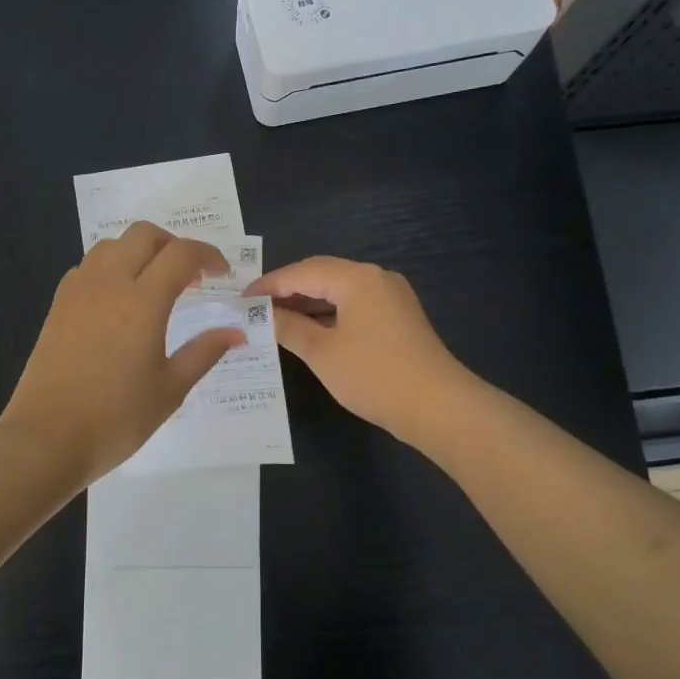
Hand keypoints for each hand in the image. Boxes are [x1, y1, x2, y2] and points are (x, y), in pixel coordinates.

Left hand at [2, 222, 245, 485]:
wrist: (46, 439)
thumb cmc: (116, 419)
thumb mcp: (170, 389)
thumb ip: (204, 352)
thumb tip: (236, 332)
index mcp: (142, 302)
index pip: (181, 254)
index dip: (208, 256)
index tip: (222, 275)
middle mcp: (108, 283)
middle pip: (144, 234)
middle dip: (173, 245)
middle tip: (190, 276)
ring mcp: (78, 291)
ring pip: (112, 245)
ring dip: (140, 252)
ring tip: (155, 286)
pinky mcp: (58, 305)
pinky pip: (89, 267)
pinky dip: (112, 268)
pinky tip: (120, 302)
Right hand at [247, 256, 471, 445]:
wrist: (438, 407)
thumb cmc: (373, 375)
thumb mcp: (322, 352)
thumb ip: (289, 328)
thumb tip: (263, 315)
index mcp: (356, 278)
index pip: (303, 271)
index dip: (269, 285)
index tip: (242, 299)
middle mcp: (376, 278)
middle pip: (322, 275)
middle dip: (288, 291)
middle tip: (255, 308)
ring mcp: (391, 297)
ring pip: (339, 291)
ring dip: (308, 303)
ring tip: (275, 320)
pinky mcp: (398, 317)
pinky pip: (355, 305)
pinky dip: (329, 314)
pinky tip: (310, 331)